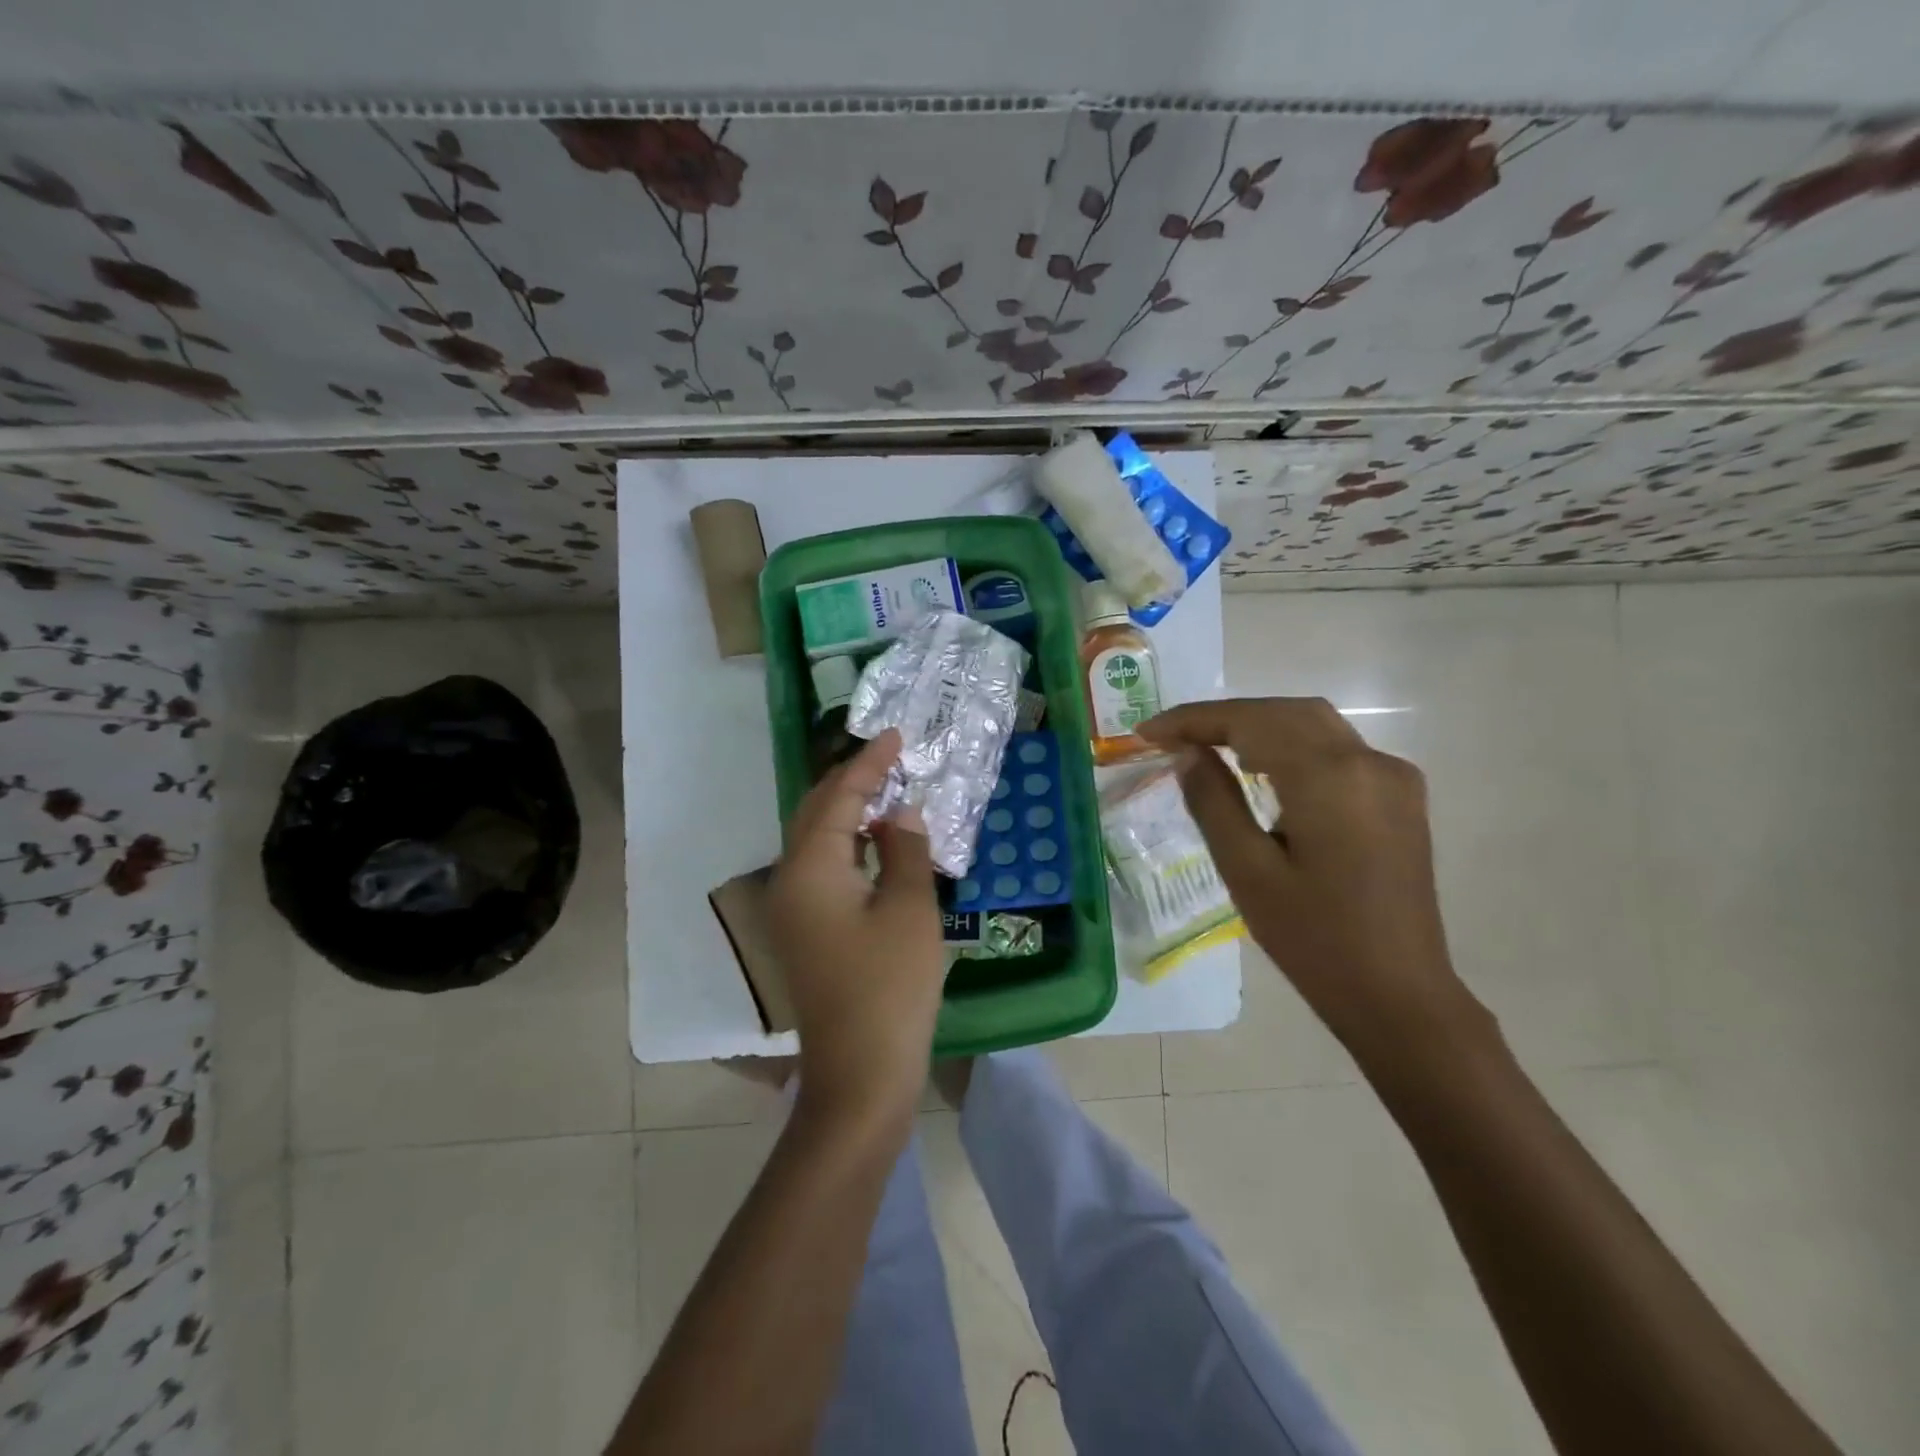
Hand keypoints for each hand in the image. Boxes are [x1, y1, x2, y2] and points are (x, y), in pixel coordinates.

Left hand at [767, 729, 944, 1125]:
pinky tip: (875, 846)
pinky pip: (821, 869)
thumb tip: (900, 813)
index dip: (868, 764)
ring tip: (886, 793)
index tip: (895, 735)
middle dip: (849, 782)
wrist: (860, 1075)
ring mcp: (791, 910)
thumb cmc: (890, 988)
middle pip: (813, 814)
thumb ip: (905, 850)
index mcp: (810, 868)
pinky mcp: (803, 933)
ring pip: (815, 842)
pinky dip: (847, 846)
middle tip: (889, 759)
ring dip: (847, 814)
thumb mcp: (909, 909)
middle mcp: (789, 881)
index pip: (837, 798)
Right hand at [1140, 698, 1492, 1061]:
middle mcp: (1369, 762)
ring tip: (1207, 748)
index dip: (1193, 720)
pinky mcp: (1400, 797)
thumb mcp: (1246, 871)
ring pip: (1313, 724)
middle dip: (1224, 717)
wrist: (1399, 996)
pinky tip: (1264, 769)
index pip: (1250, 722)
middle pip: (1285, 712)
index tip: (1146, 732)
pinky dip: (1291, 745)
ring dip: (1258, 726)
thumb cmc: (1314, 939)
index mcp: (1329, 778)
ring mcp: (1392, 777)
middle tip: (1172, 738)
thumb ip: (1213, 801)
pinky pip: (1337, 749)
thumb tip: (1187, 753)